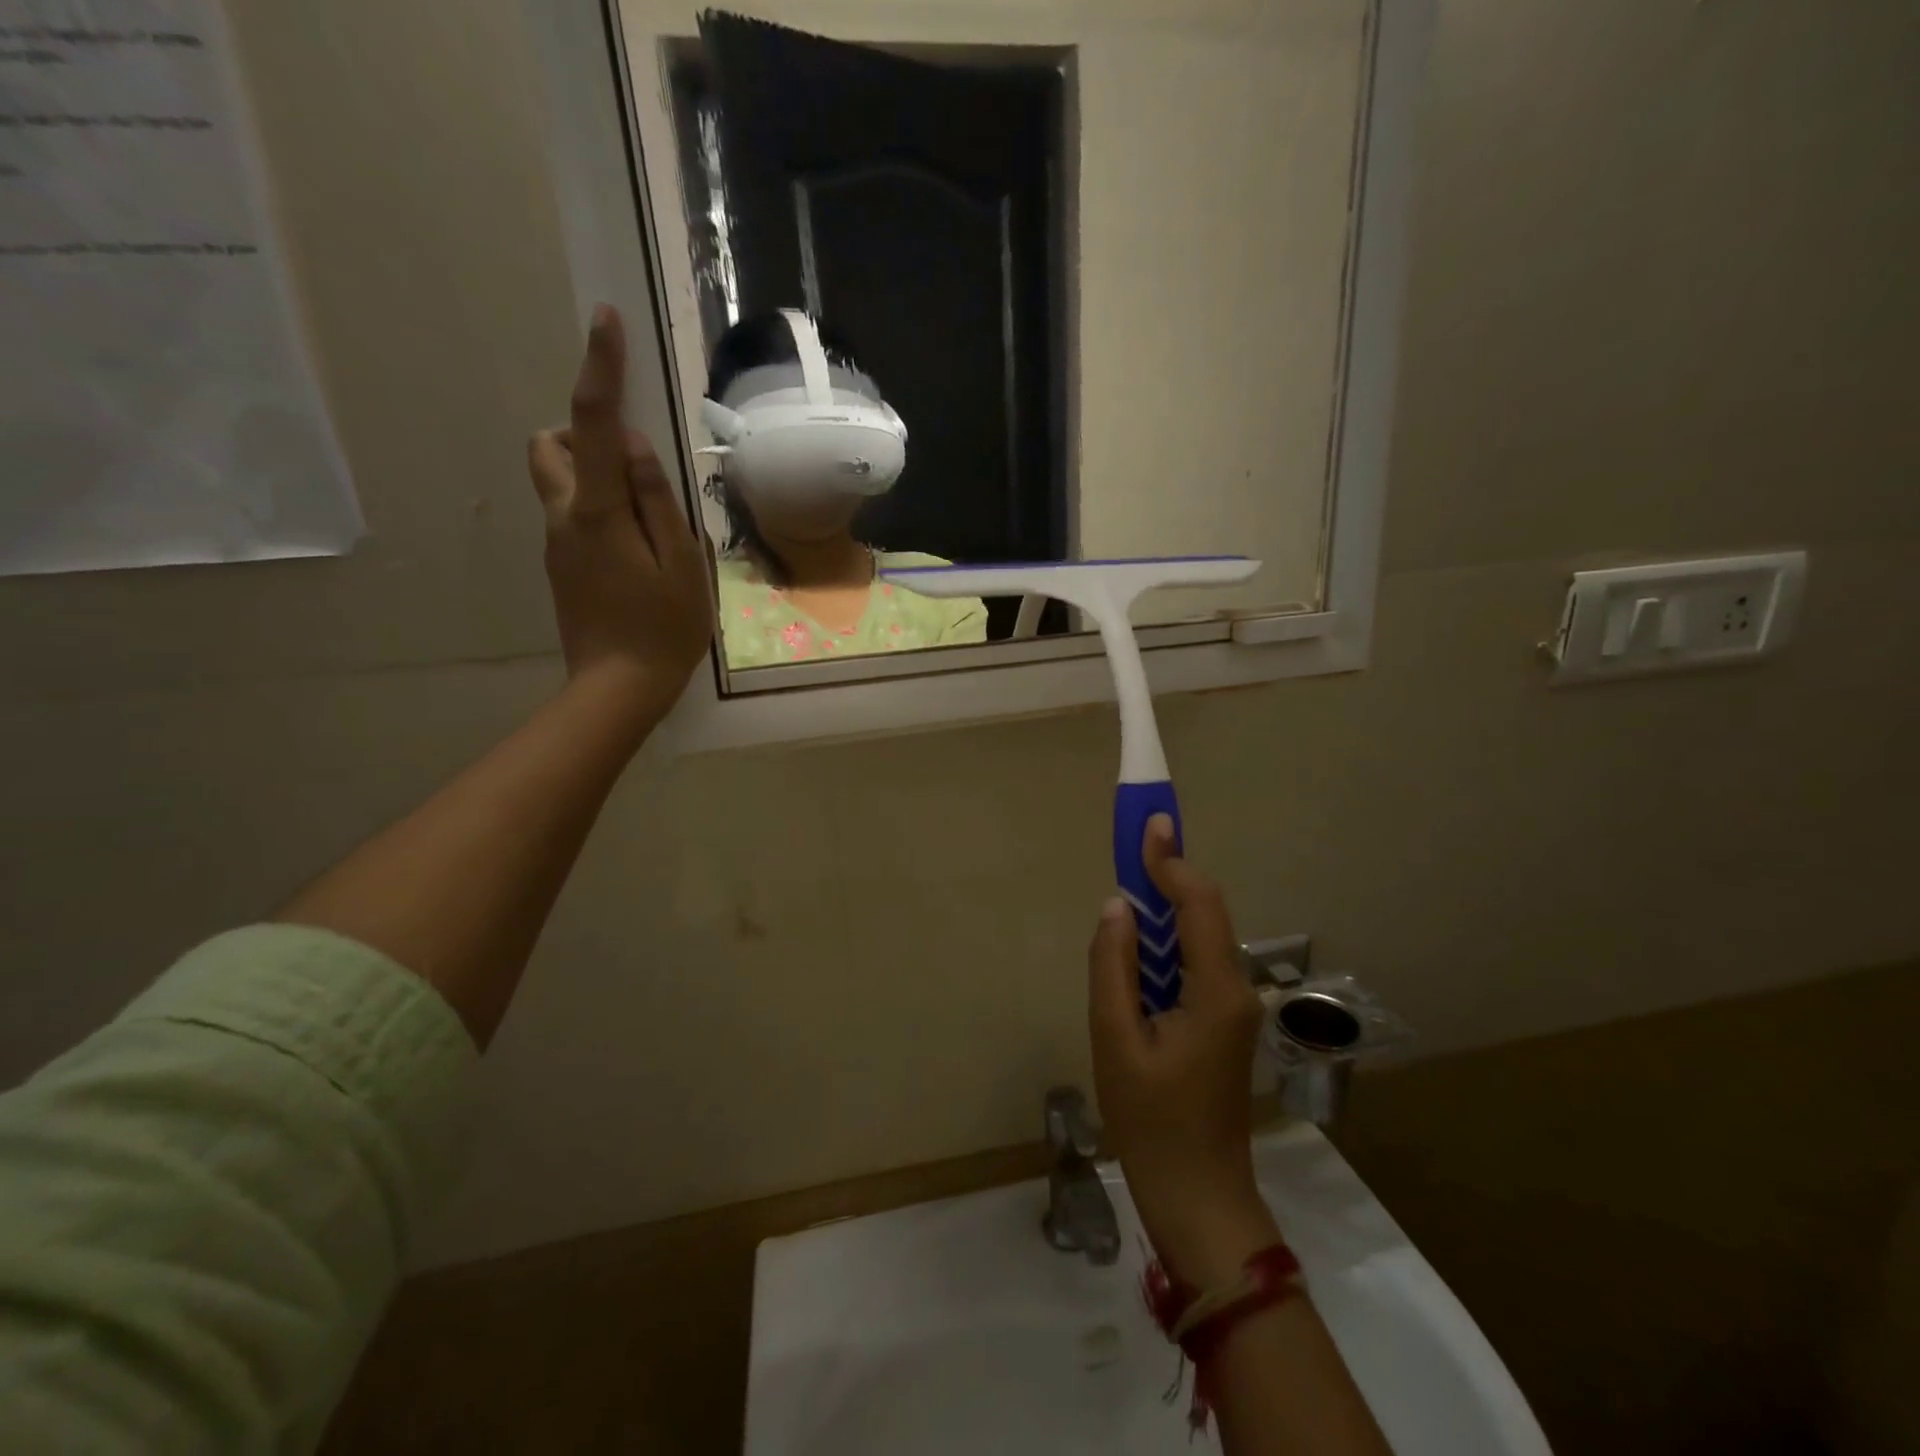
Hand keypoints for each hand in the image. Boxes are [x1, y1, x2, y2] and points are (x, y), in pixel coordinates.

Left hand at [528, 304, 713, 718]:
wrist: (618, 688)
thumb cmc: (663, 629)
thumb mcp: (681, 564)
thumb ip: (657, 500)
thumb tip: (634, 446)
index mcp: (597, 512)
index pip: (594, 424)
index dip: (599, 369)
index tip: (605, 322)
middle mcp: (563, 517)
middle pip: (548, 444)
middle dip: (582, 433)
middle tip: (632, 468)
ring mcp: (556, 543)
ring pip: (556, 479)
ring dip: (591, 473)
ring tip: (642, 517)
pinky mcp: (560, 565)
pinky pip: (571, 515)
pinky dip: (598, 510)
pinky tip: (636, 553)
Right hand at [1088, 814, 1279, 1287]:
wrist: (1197, 1194)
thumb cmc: (1151, 1120)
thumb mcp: (1116, 1039)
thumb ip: (1113, 965)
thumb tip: (1117, 905)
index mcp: (1216, 990)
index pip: (1198, 904)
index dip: (1171, 861)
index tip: (1150, 824)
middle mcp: (1236, 988)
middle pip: (1205, 913)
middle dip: (1169, 874)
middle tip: (1134, 844)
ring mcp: (1234, 1006)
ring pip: (1200, 936)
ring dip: (1165, 907)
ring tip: (1129, 886)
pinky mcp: (1222, 1021)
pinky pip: (1195, 962)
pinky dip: (1167, 940)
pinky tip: (1139, 944)